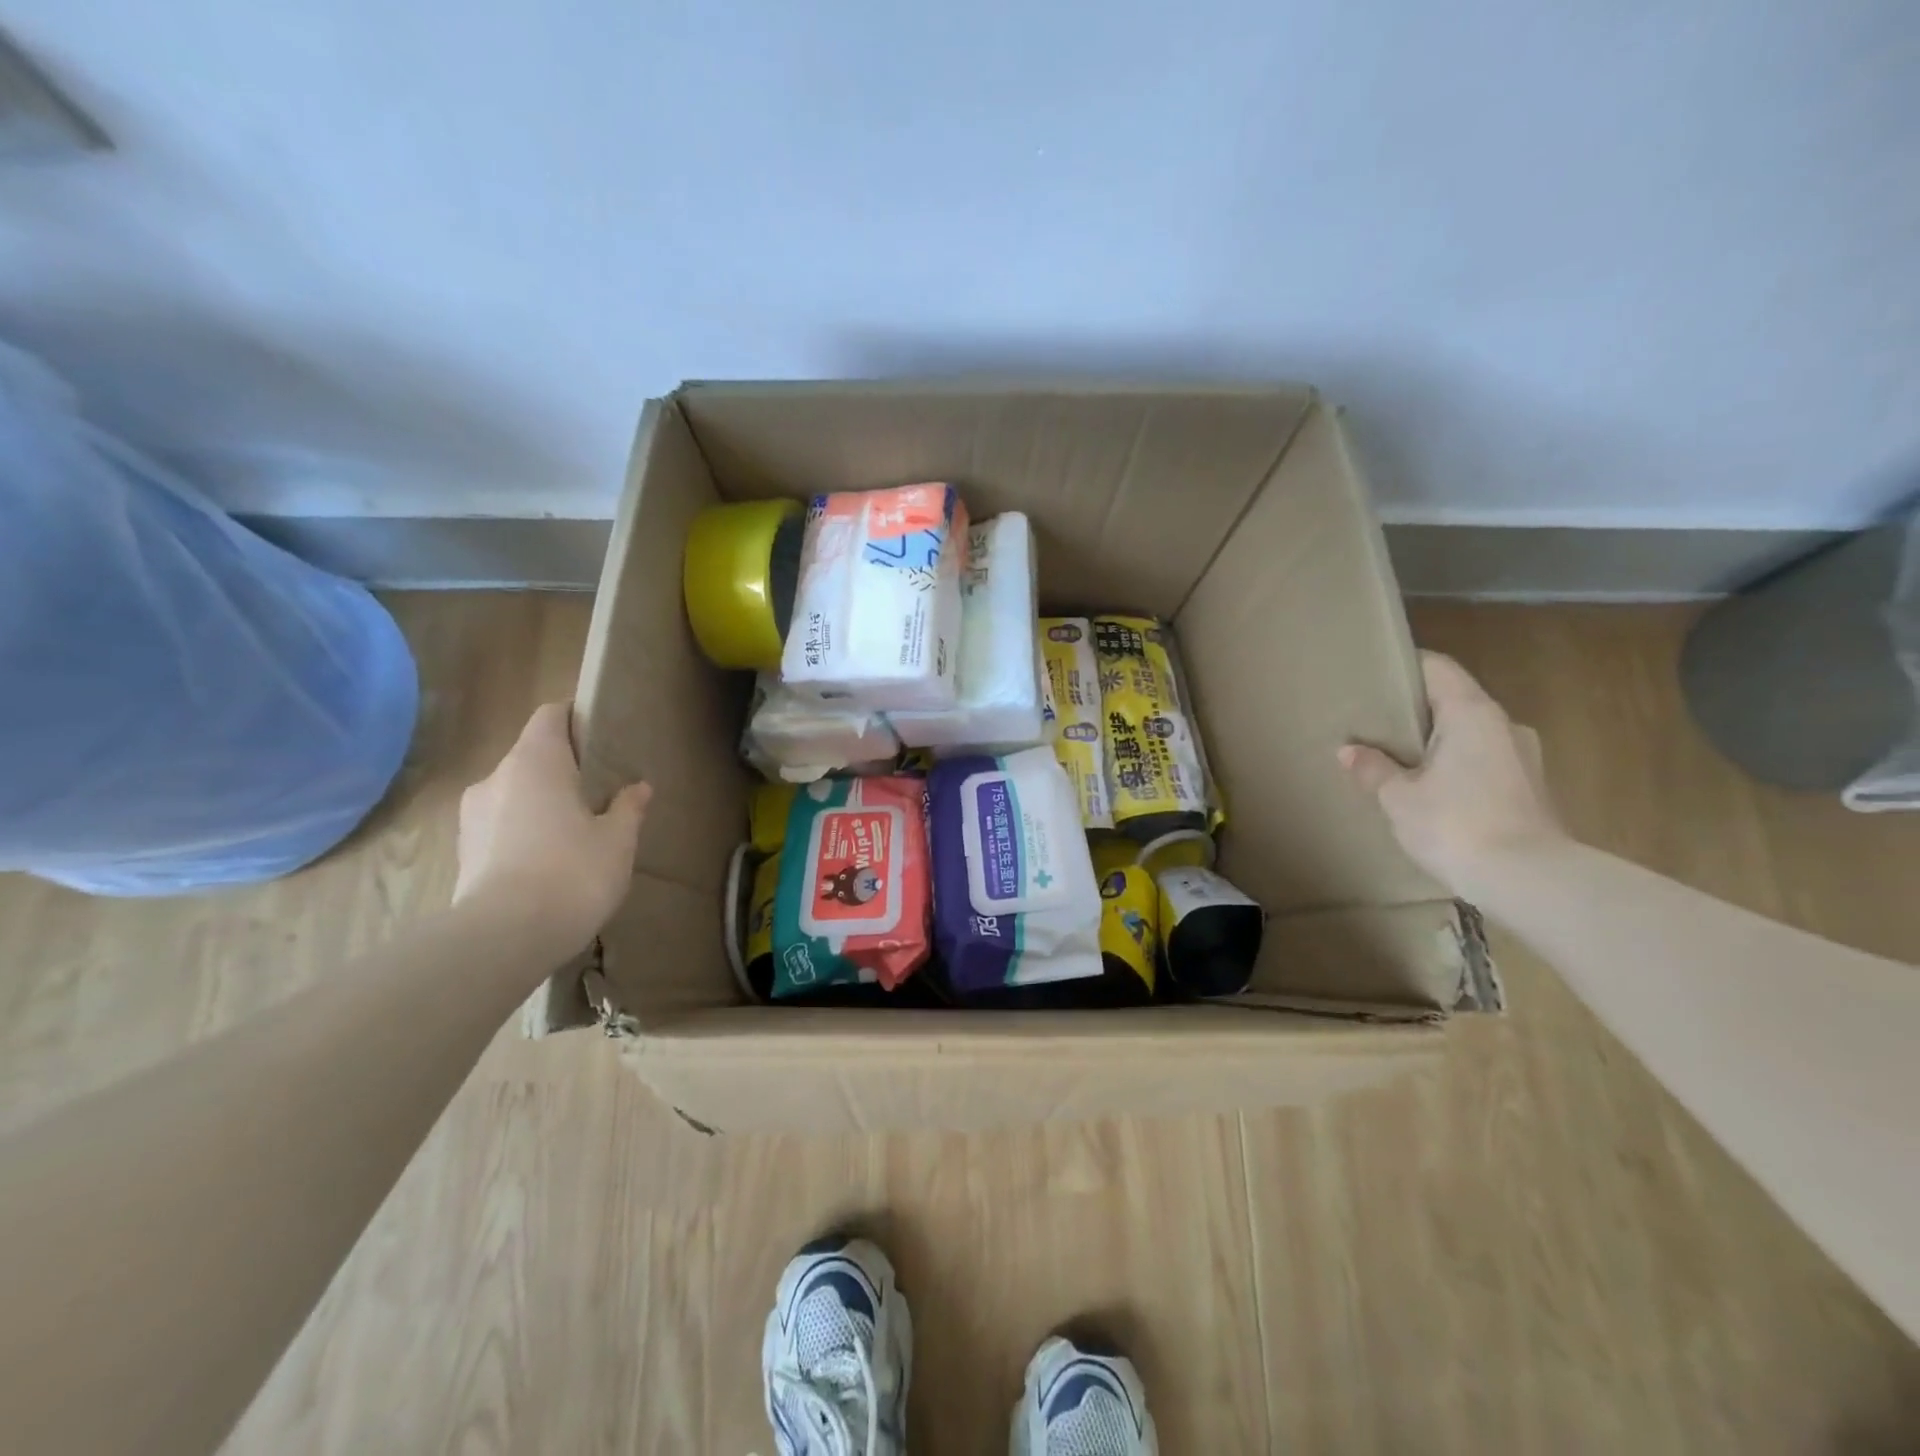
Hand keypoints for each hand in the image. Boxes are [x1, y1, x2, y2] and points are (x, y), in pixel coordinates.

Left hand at [453, 702, 650, 951]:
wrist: (503, 939)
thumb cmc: (572, 873)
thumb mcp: (618, 840)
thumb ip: (627, 808)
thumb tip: (638, 787)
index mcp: (535, 761)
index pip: (550, 715)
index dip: (576, 718)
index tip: (602, 736)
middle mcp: (496, 777)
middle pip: (532, 756)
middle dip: (563, 769)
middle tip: (598, 792)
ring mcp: (471, 815)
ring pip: (515, 793)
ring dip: (541, 803)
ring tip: (574, 832)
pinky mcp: (463, 851)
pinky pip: (501, 825)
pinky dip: (524, 832)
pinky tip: (548, 861)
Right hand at [1340, 652, 1566, 897]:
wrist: (1530, 881)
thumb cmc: (1456, 825)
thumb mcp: (1398, 798)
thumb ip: (1373, 769)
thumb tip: (1349, 751)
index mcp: (1472, 713)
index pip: (1437, 668)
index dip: (1404, 666)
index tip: (1372, 676)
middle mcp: (1503, 725)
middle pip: (1453, 700)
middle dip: (1415, 710)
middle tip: (1374, 723)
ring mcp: (1523, 757)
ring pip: (1470, 734)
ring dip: (1436, 742)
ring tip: (1397, 760)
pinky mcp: (1529, 788)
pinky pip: (1483, 762)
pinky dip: (1455, 766)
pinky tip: (1429, 790)